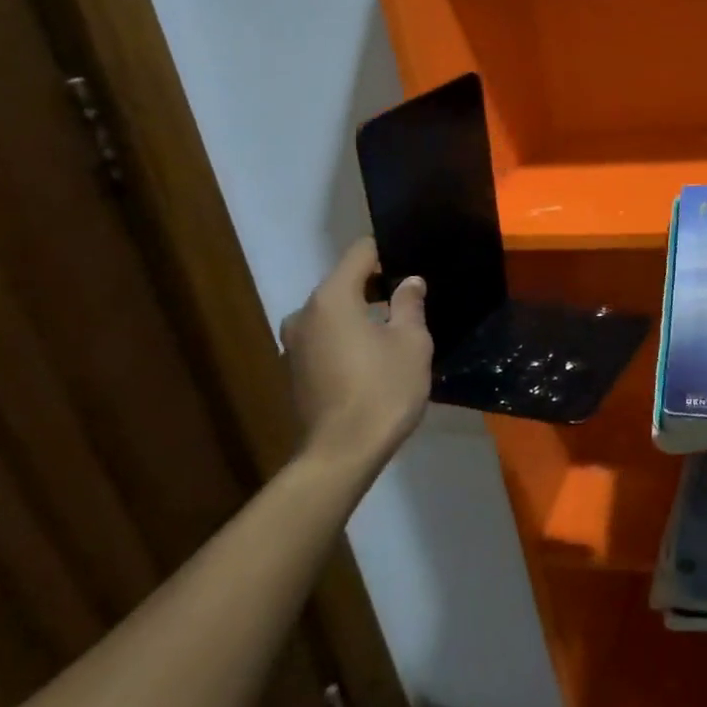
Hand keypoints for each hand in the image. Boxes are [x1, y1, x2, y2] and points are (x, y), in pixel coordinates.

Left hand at [280, 238, 431, 460]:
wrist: (342, 453)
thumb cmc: (383, 390)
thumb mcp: (411, 342)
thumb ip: (409, 304)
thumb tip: (410, 282)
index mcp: (332, 298)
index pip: (360, 253)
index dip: (388, 253)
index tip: (412, 266)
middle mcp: (305, 313)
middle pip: (344, 282)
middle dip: (376, 287)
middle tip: (411, 301)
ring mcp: (294, 343)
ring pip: (333, 313)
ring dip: (361, 315)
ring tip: (394, 332)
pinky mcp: (294, 370)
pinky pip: (325, 338)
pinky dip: (347, 338)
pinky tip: (372, 359)